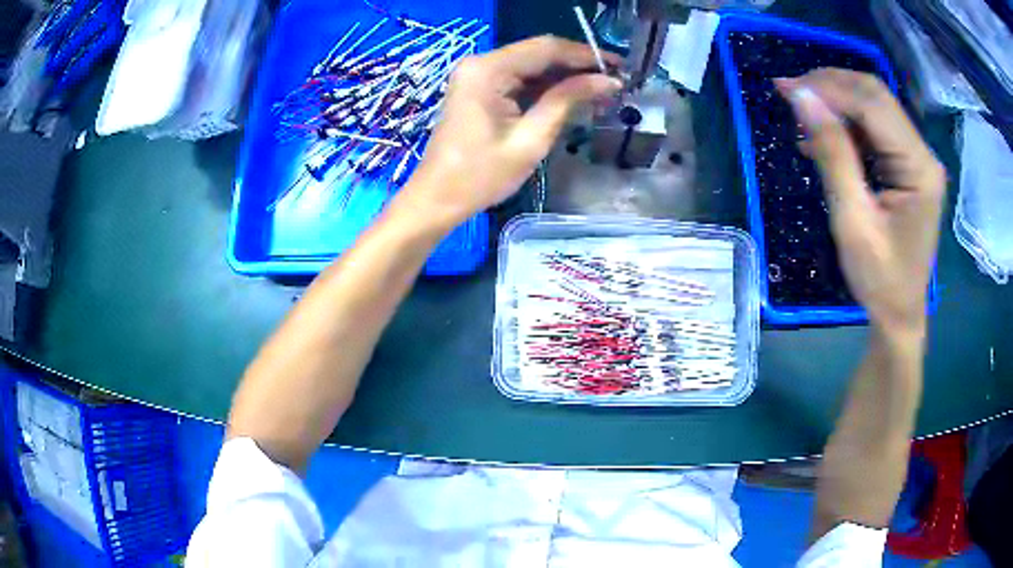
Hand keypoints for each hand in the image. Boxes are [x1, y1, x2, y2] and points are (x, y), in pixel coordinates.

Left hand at [397, 36, 621, 227]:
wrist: (437, 198)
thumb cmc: (481, 176)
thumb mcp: (531, 139)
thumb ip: (567, 101)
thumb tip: (607, 81)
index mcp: (488, 70)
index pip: (546, 48)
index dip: (586, 54)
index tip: (619, 66)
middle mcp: (481, 63)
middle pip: (539, 53)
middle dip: (578, 65)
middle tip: (614, 80)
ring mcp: (477, 74)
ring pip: (531, 65)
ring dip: (564, 76)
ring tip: (601, 91)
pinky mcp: (478, 88)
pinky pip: (519, 79)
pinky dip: (545, 87)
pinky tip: (572, 96)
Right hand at [775, 69, 945, 335]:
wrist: (900, 314)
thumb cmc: (880, 279)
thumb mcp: (853, 221)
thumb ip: (832, 154)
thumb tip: (802, 97)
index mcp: (919, 168)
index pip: (872, 105)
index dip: (828, 88)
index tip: (785, 89)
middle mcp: (923, 153)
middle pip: (875, 96)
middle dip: (830, 87)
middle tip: (789, 94)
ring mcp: (917, 158)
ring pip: (873, 106)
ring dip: (836, 103)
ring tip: (802, 118)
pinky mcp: (908, 165)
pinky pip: (874, 128)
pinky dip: (845, 124)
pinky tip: (823, 137)